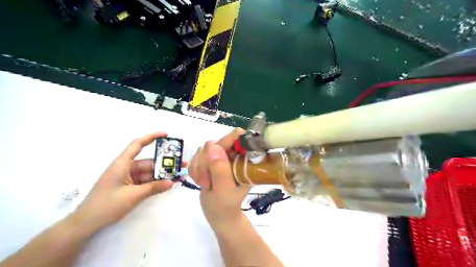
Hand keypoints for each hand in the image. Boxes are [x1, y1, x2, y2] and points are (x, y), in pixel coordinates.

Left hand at [74, 133, 182, 232]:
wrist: (87, 224)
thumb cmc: (106, 205)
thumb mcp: (133, 196)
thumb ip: (154, 188)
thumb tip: (172, 182)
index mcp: (122, 163)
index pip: (137, 144)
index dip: (152, 137)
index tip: (166, 135)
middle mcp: (126, 168)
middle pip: (149, 162)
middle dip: (165, 163)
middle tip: (182, 165)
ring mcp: (128, 178)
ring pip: (149, 173)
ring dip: (163, 175)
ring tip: (179, 176)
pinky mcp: (129, 187)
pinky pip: (146, 181)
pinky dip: (156, 182)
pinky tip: (168, 184)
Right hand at [188, 129, 249, 232]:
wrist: (218, 215)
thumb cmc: (226, 205)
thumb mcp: (224, 189)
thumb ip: (220, 169)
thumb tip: (213, 146)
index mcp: (243, 159)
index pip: (237, 138)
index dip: (226, 141)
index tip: (214, 155)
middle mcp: (232, 154)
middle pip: (214, 144)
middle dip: (206, 163)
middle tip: (208, 181)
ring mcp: (220, 156)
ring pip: (202, 150)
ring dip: (199, 168)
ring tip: (206, 184)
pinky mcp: (209, 160)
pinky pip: (195, 157)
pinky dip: (194, 170)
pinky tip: (201, 181)